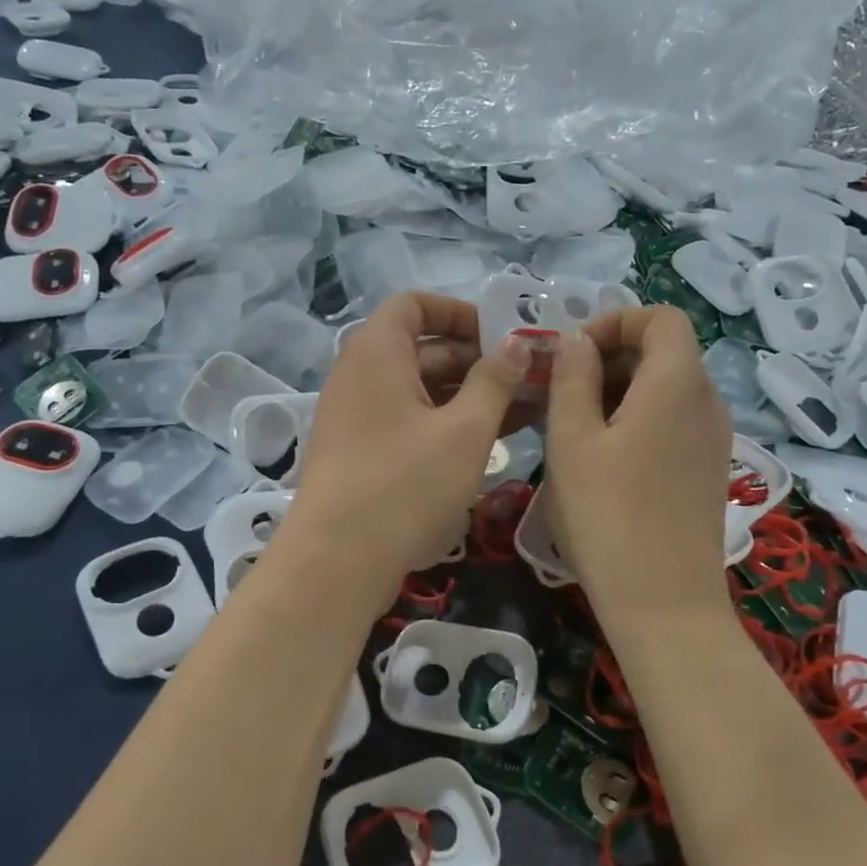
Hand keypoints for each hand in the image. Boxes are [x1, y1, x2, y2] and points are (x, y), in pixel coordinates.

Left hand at [286, 293, 533, 600]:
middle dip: (476, 360)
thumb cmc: (406, 484)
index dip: (461, 312)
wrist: (337, 560)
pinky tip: (487, 443)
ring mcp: (355, 417)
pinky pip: (407, 422)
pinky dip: (444, 424)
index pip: (415, 305)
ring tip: (524, 412)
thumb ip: (495, 380)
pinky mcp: (359, 454)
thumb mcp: (465, 430)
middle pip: (421, 348)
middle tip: (529, 380)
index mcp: (376, 352)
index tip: (503, 336)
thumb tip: (517, 342)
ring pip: (418, 390)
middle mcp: (359, 376)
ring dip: (467, 396)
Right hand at [543, 307, 734, 630]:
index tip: (572, 353)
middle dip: (612, 357)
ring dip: (621, 391)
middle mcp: (708, 401)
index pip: (661, 318)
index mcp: (677, 381)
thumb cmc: (608, 515)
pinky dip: (640, 420)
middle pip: (666, 351)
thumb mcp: (572, 440)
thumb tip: (577, 341)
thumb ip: (572, 378)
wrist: (664, 603)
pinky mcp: (709, 470)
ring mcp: (714, 439)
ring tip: (575, 427)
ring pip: (668, 389)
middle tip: (562, 392)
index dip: (615, 321)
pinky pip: (675, 422)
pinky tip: (605, 460)